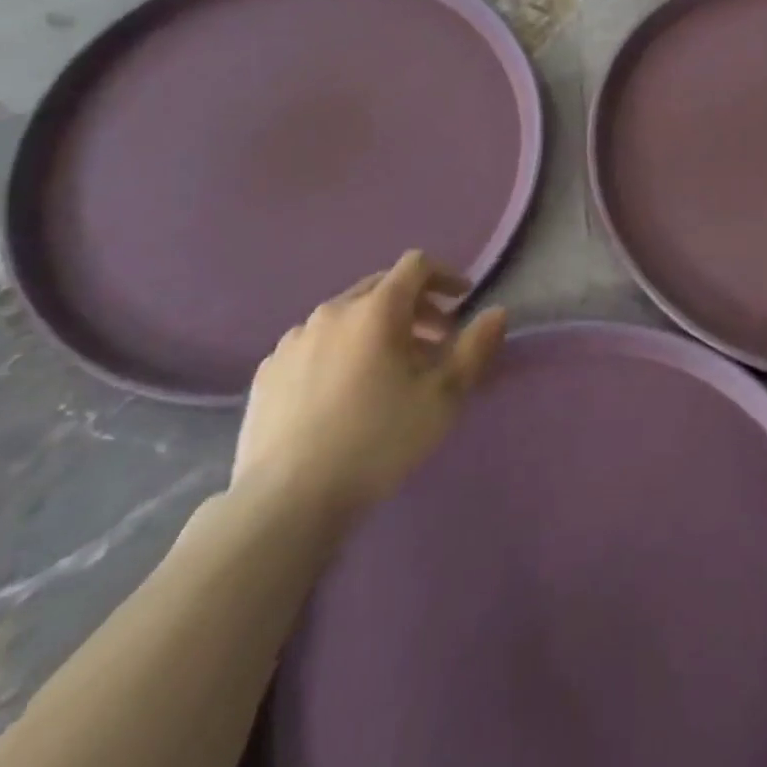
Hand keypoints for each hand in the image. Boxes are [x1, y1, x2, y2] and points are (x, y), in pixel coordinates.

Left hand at [231, 251, 507, 525]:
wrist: (286, 500)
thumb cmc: (377, 441)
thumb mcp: (443, 397)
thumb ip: (475, 348)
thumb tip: (498, 312)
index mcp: (377, 310)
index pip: (416, 266)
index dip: (444, 276)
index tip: (462, 300)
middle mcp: (333, 311)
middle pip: (381, 288)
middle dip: (414, 305)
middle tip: (434, 341)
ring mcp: (294, 340)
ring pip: (346, 316)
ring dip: (375, 329)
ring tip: (388, 371)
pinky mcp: (268, 370)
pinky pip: (314, 344)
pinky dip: (339, 351)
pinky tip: (342, 392)